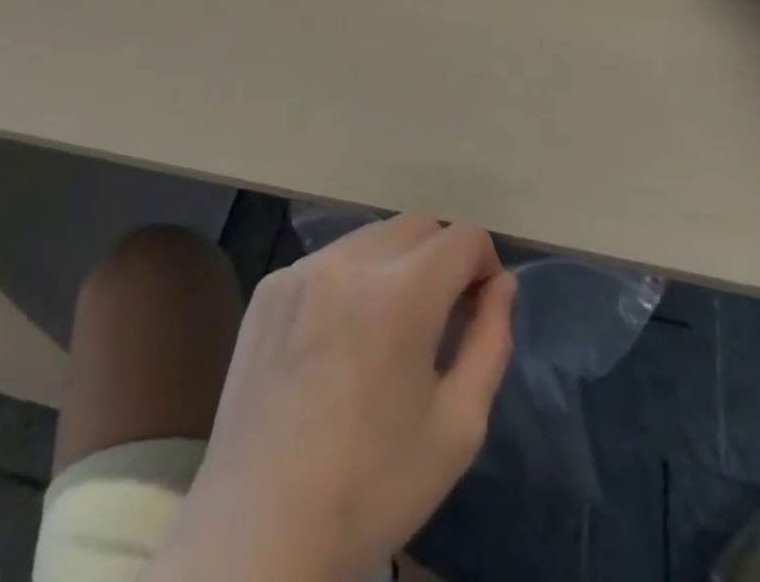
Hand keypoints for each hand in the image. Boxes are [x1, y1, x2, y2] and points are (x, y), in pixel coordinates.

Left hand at [157, 216, 516, 581]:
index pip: (462, 237)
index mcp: (402, 292)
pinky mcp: (270, 287)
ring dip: (396, 265)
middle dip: (442, 259)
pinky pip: (328, 261)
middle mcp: (350, 260)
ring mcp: (302, 268)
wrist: (259, 533)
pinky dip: (350, 281)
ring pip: (371, 237)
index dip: (483, 266)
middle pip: (417, 227)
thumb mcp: (458, 426)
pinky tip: (338, 340)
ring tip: (387, 331)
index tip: (479, 310)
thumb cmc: (372, 488)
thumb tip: (501, 284)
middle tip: (439, 321)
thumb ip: (490, 341)